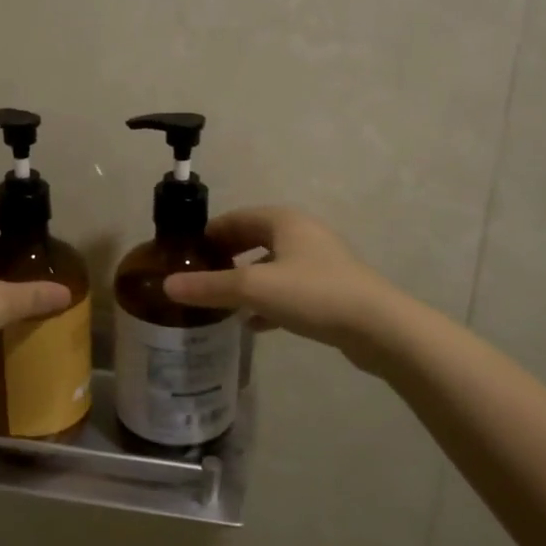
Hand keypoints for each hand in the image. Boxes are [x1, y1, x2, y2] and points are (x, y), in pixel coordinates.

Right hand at [162, 207, 393, 360]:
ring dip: (246, 281)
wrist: (378, 327)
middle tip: (198, 279)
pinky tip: (253, 324)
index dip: (207, 235)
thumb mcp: (253, 288)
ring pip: (271, 266)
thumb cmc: (312, 293)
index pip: (234, 218)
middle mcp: (302, 234)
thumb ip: (209, 286)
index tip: (184, 256)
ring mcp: (319, 262)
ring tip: (220, 302)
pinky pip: (288, 289)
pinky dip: (268, 301)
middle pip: (253, 240)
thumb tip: (167, 285)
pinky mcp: (330, 289)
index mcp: (283, 220)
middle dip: (225, 258)